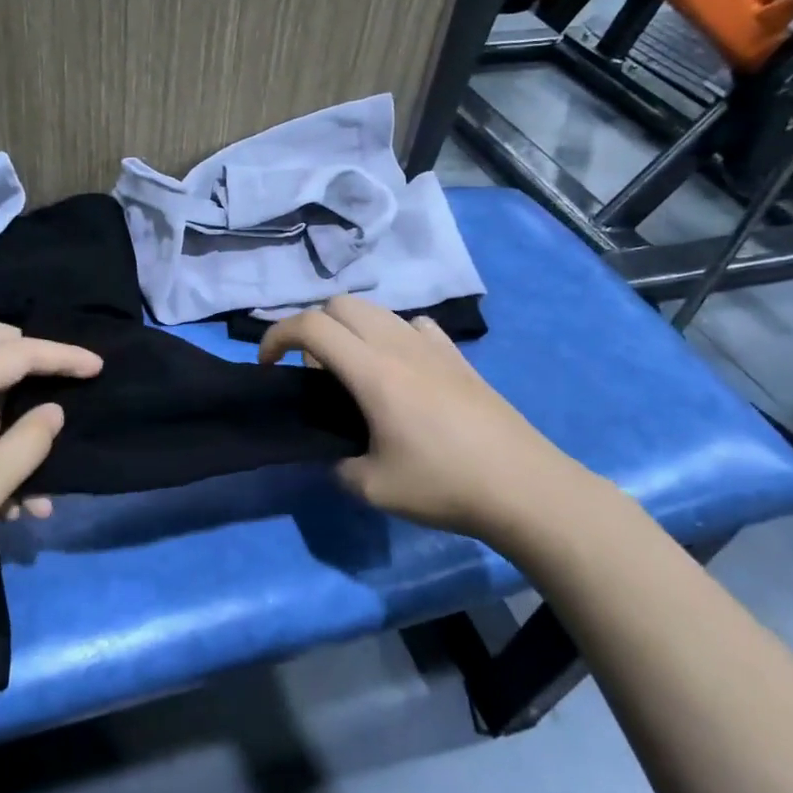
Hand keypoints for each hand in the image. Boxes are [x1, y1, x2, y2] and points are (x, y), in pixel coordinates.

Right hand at [258, 296, 607, 558]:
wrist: (524, 487)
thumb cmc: (444, 485)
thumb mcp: (372, 488)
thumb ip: (337, 465)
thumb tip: (335, 456)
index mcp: (372, 370)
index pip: (310, 325)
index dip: (276, 336)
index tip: (268, 365)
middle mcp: (399, 344)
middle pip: (341, 304)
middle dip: (313, 327)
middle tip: (314, 372)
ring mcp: (433, 346)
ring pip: (377, 311)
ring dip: (352, 329)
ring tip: (355, 373)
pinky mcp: (458, 357)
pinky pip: (414, 325)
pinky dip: (392, 336)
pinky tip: (402, 372)